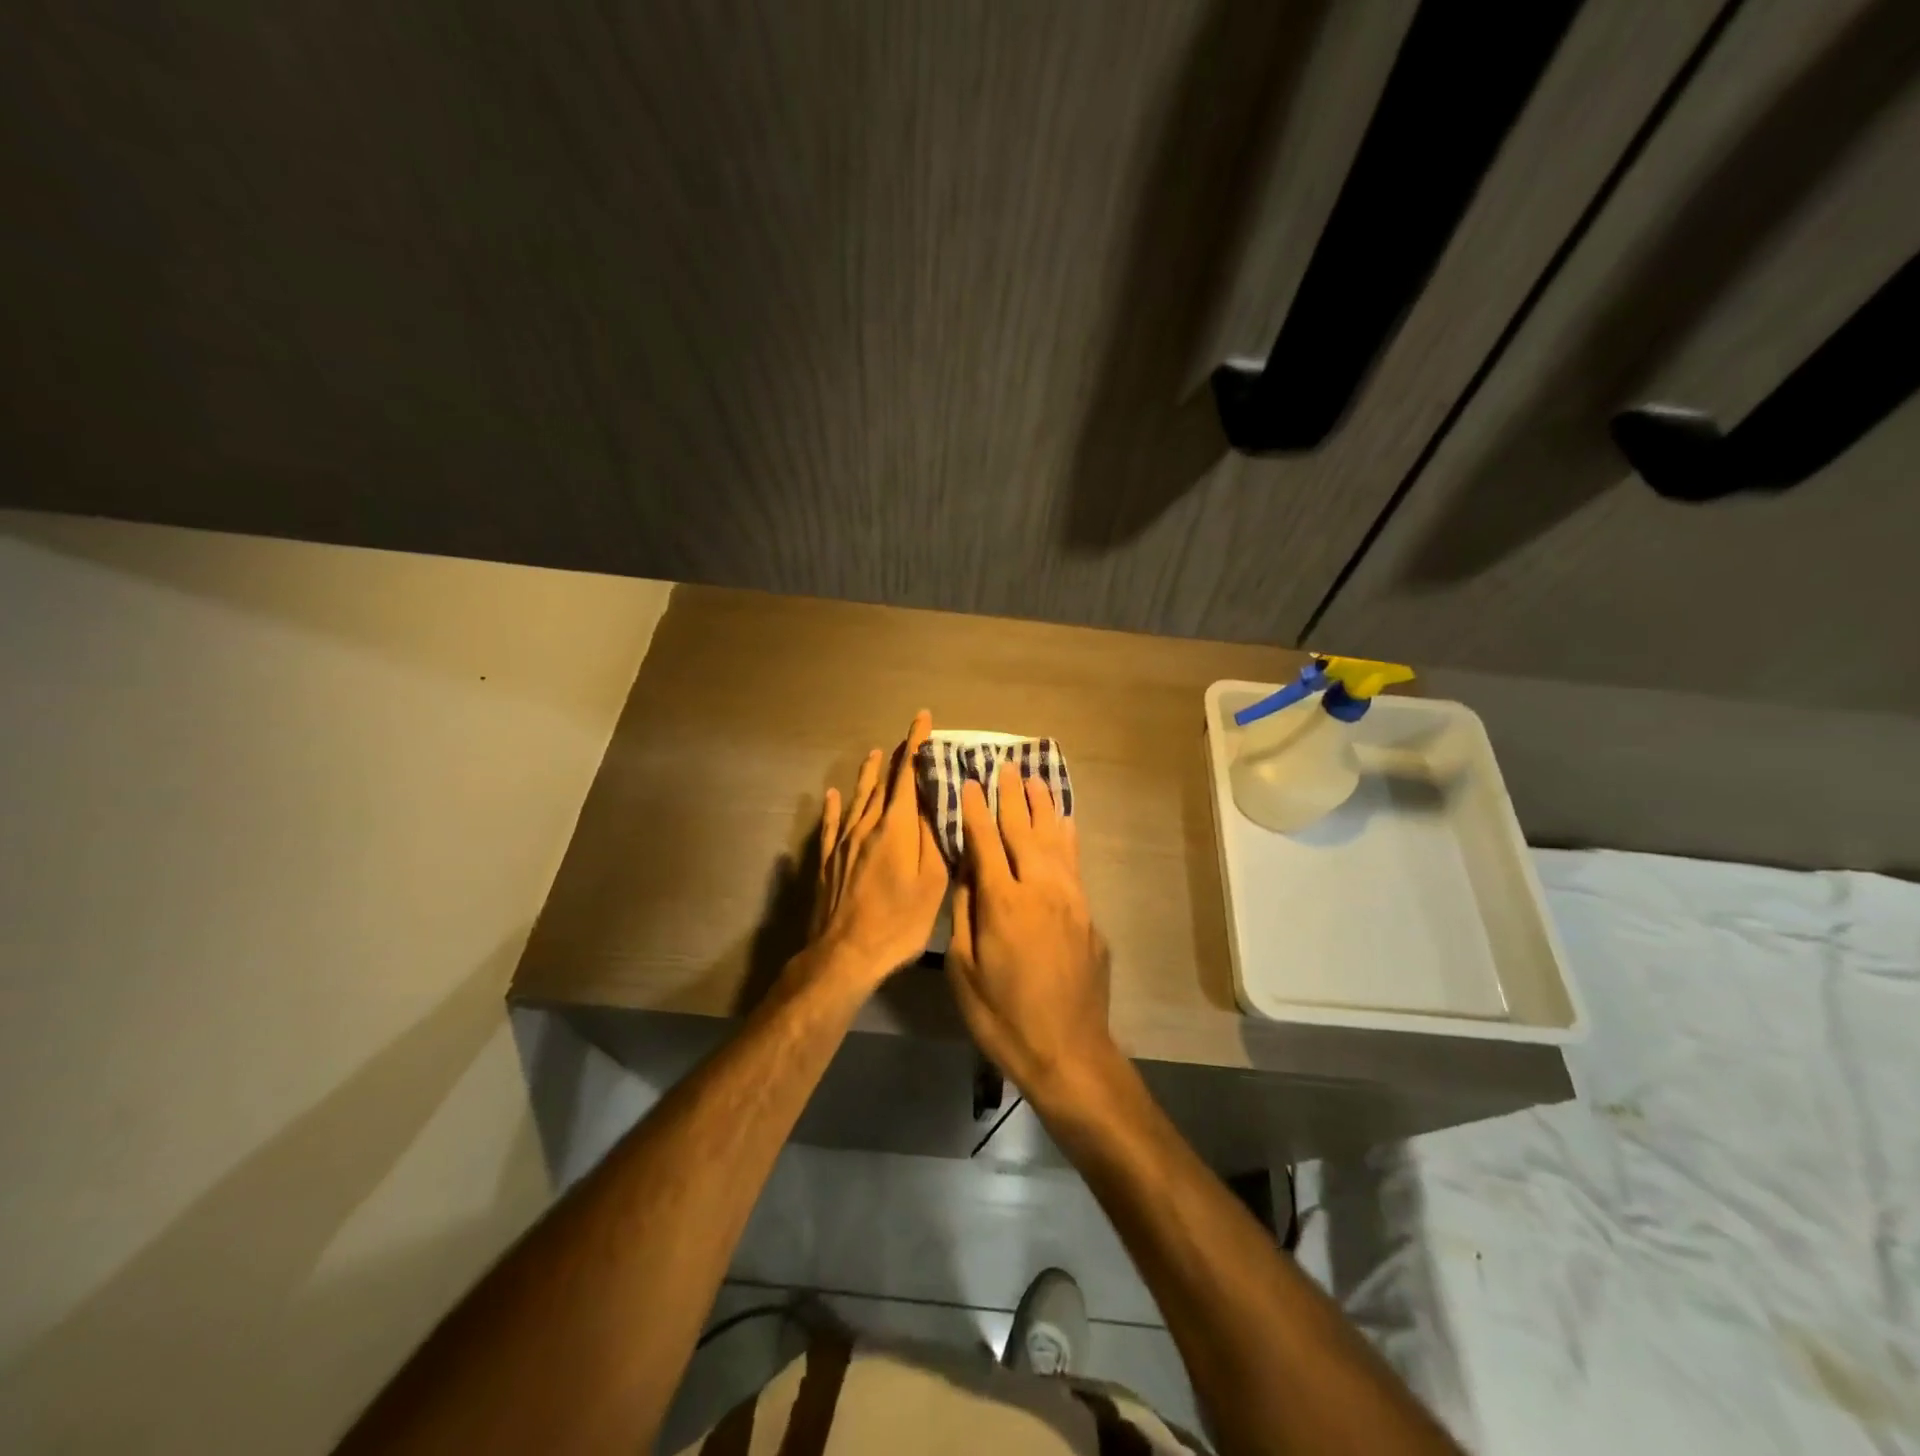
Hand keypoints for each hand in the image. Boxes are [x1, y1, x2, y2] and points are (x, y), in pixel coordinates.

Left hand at [804, 710, 949, 991]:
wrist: (846, 953)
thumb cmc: (899, 920)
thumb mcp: (931, 881)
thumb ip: (932, 836)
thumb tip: (932, 799)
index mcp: (896, 827)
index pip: (908, 775)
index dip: (915, 744)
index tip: (922, 719)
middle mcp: (868, 825)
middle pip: (883, 783)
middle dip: (897, 758)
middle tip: (906, 739)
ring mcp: (844, 842)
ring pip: (858, 798)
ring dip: (868, 775)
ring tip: (874, 754)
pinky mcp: (829, 860)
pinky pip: (831, 825)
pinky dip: (834, 807)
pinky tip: (831, 796)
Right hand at [946, 774, 1118, 1109]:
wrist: (1068, 1050)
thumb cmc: (1003, 1016)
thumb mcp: (963, 970)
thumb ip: (964, 914)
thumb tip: (967, 873)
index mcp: (1003, 902)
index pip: (985, 841)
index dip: (976, 809)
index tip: (970, 780)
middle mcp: (1040, 889)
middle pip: (1023, 830)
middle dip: (1011, 796)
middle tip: (1004, 765)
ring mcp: (1070, 899)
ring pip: (1054, 839)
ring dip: (1042, 807)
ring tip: (1034, 779)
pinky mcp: (1088, 914)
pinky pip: (1074, 862)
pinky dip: (1066, 836)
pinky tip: (1064, 822)